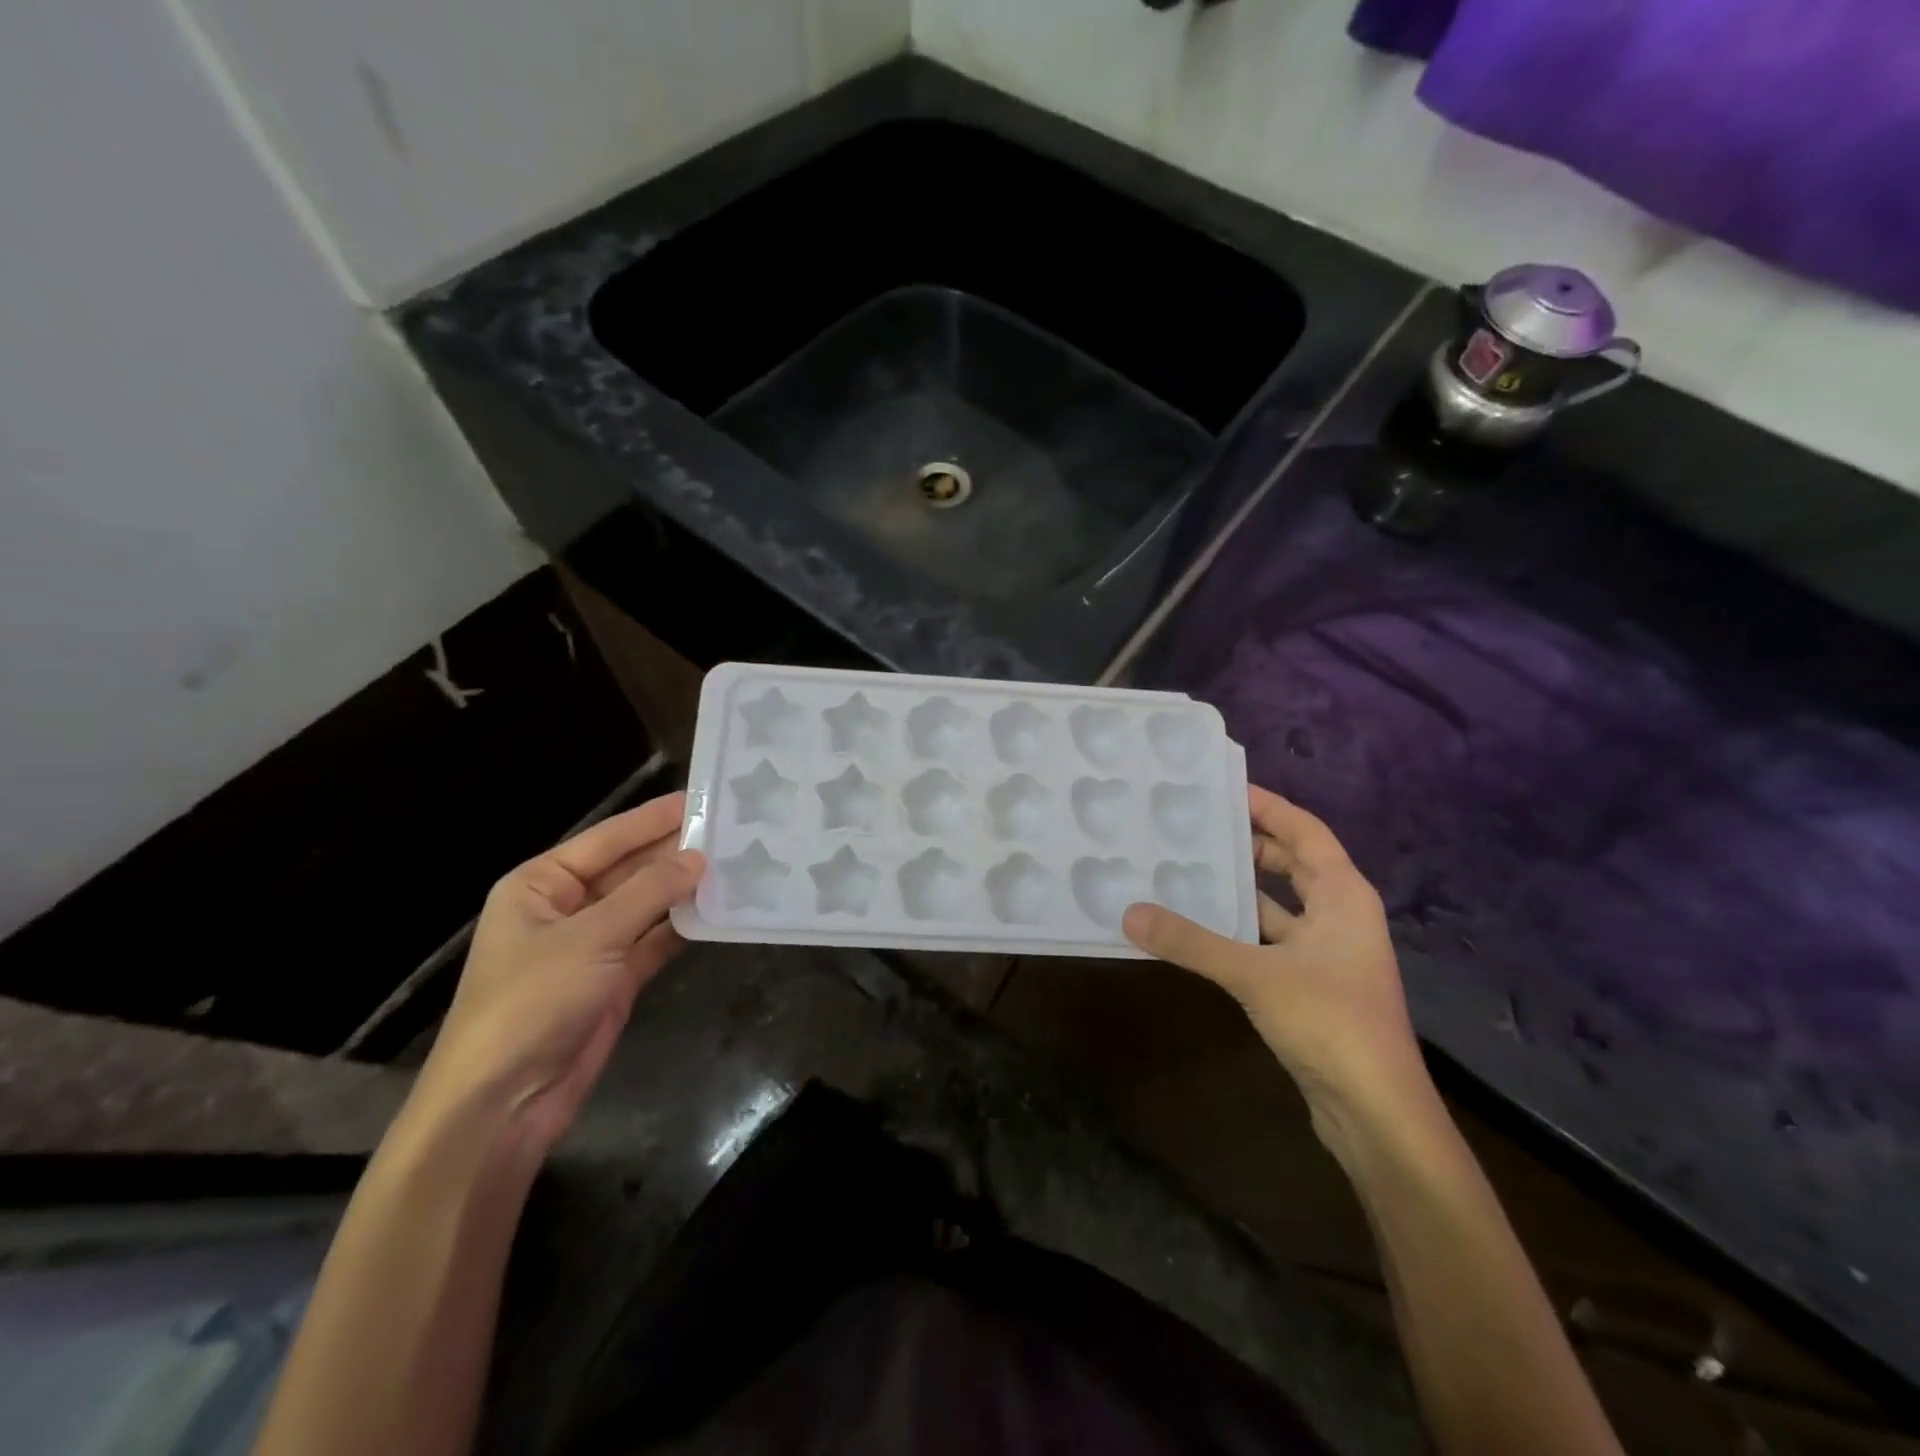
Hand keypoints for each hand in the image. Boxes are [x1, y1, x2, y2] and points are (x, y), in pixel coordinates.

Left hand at [408, 791, 702, 1162]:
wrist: (502, 1104)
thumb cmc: (532, 1002)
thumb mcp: (591, 937)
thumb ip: (649, 892)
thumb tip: (699, 857)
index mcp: (541, 884)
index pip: (608, 839)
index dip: (654, 818)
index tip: (702, 797)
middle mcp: (566, 908)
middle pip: (629, 869)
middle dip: (674, 852)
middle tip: (730, 829)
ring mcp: (592, 945)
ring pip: (646, 905)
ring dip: (684, 889)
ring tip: (735, 862)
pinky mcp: (614, 979)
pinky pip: (654, 941)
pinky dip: (683, 926)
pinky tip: (719, 909)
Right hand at [1123, 785, 1427, 1145]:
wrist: (1378, 1114)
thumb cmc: (1330, 1023)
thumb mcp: (1255, 974)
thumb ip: (1191, 942)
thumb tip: (1130, 914)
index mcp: (1344, 896)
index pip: (1305, 831)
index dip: (1268, 805)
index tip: (1223, 787)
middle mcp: (1340, 916)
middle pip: (1293, 862)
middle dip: (1250, 841)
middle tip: (1197, 825)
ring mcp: (1328, 954)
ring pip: (1280, 903)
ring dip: (1241, 887)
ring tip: (1189, 867)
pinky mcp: (1312, 986)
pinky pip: (1270, 939)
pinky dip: (1239, 928)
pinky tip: (1200, 927)